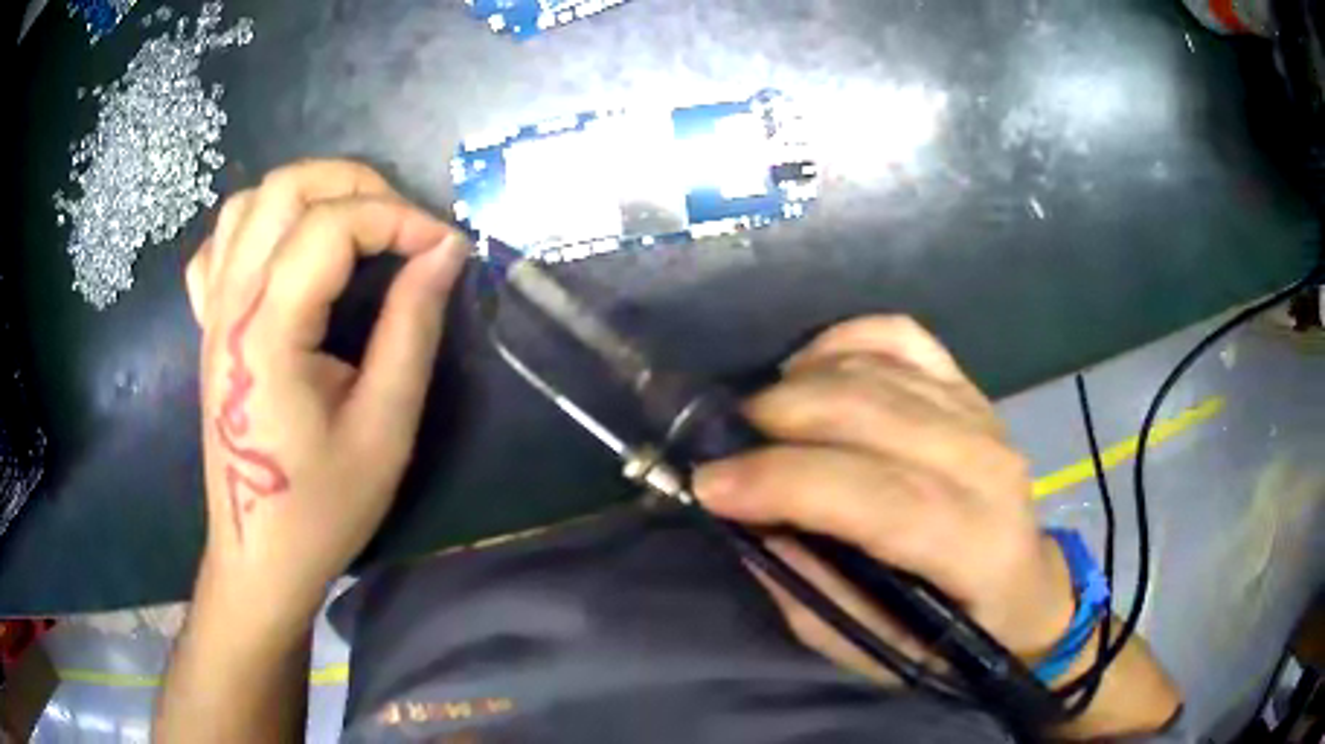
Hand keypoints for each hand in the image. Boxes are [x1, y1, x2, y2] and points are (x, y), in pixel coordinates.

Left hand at [185, 159, 468, 624]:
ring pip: (248, 202)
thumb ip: (412, 328)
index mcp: (268, 331)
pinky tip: (285, 251)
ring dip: (307, 194)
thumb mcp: (384, 427)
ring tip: (352, 223)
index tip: (443, 247)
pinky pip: (220, 245)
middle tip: (401, 221)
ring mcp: (212, 311)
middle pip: (285, 188)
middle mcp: (231, 304)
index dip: (398, 219)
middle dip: (354, 184)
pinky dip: (258, 225)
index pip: (332, 226)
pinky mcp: (208, 326)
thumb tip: (445, 252)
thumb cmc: (322, 507)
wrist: (259, 554)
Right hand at [694, 316, 1074, 681]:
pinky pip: (901, 336)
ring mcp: (982, 415)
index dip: (786, 482)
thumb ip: (810, 588)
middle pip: (873, 413)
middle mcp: (987, 466)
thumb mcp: (872, 646)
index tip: (710, 484)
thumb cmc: (949, 638)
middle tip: (726, 446)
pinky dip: (844, 339)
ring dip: (800, 383)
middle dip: (779, 419)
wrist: (1023, 593)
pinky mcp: (969, 388)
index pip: (878, 497)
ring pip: (878, 368)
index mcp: (975, 546)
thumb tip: (746, 522)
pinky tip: (812, 369)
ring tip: (761, 419)